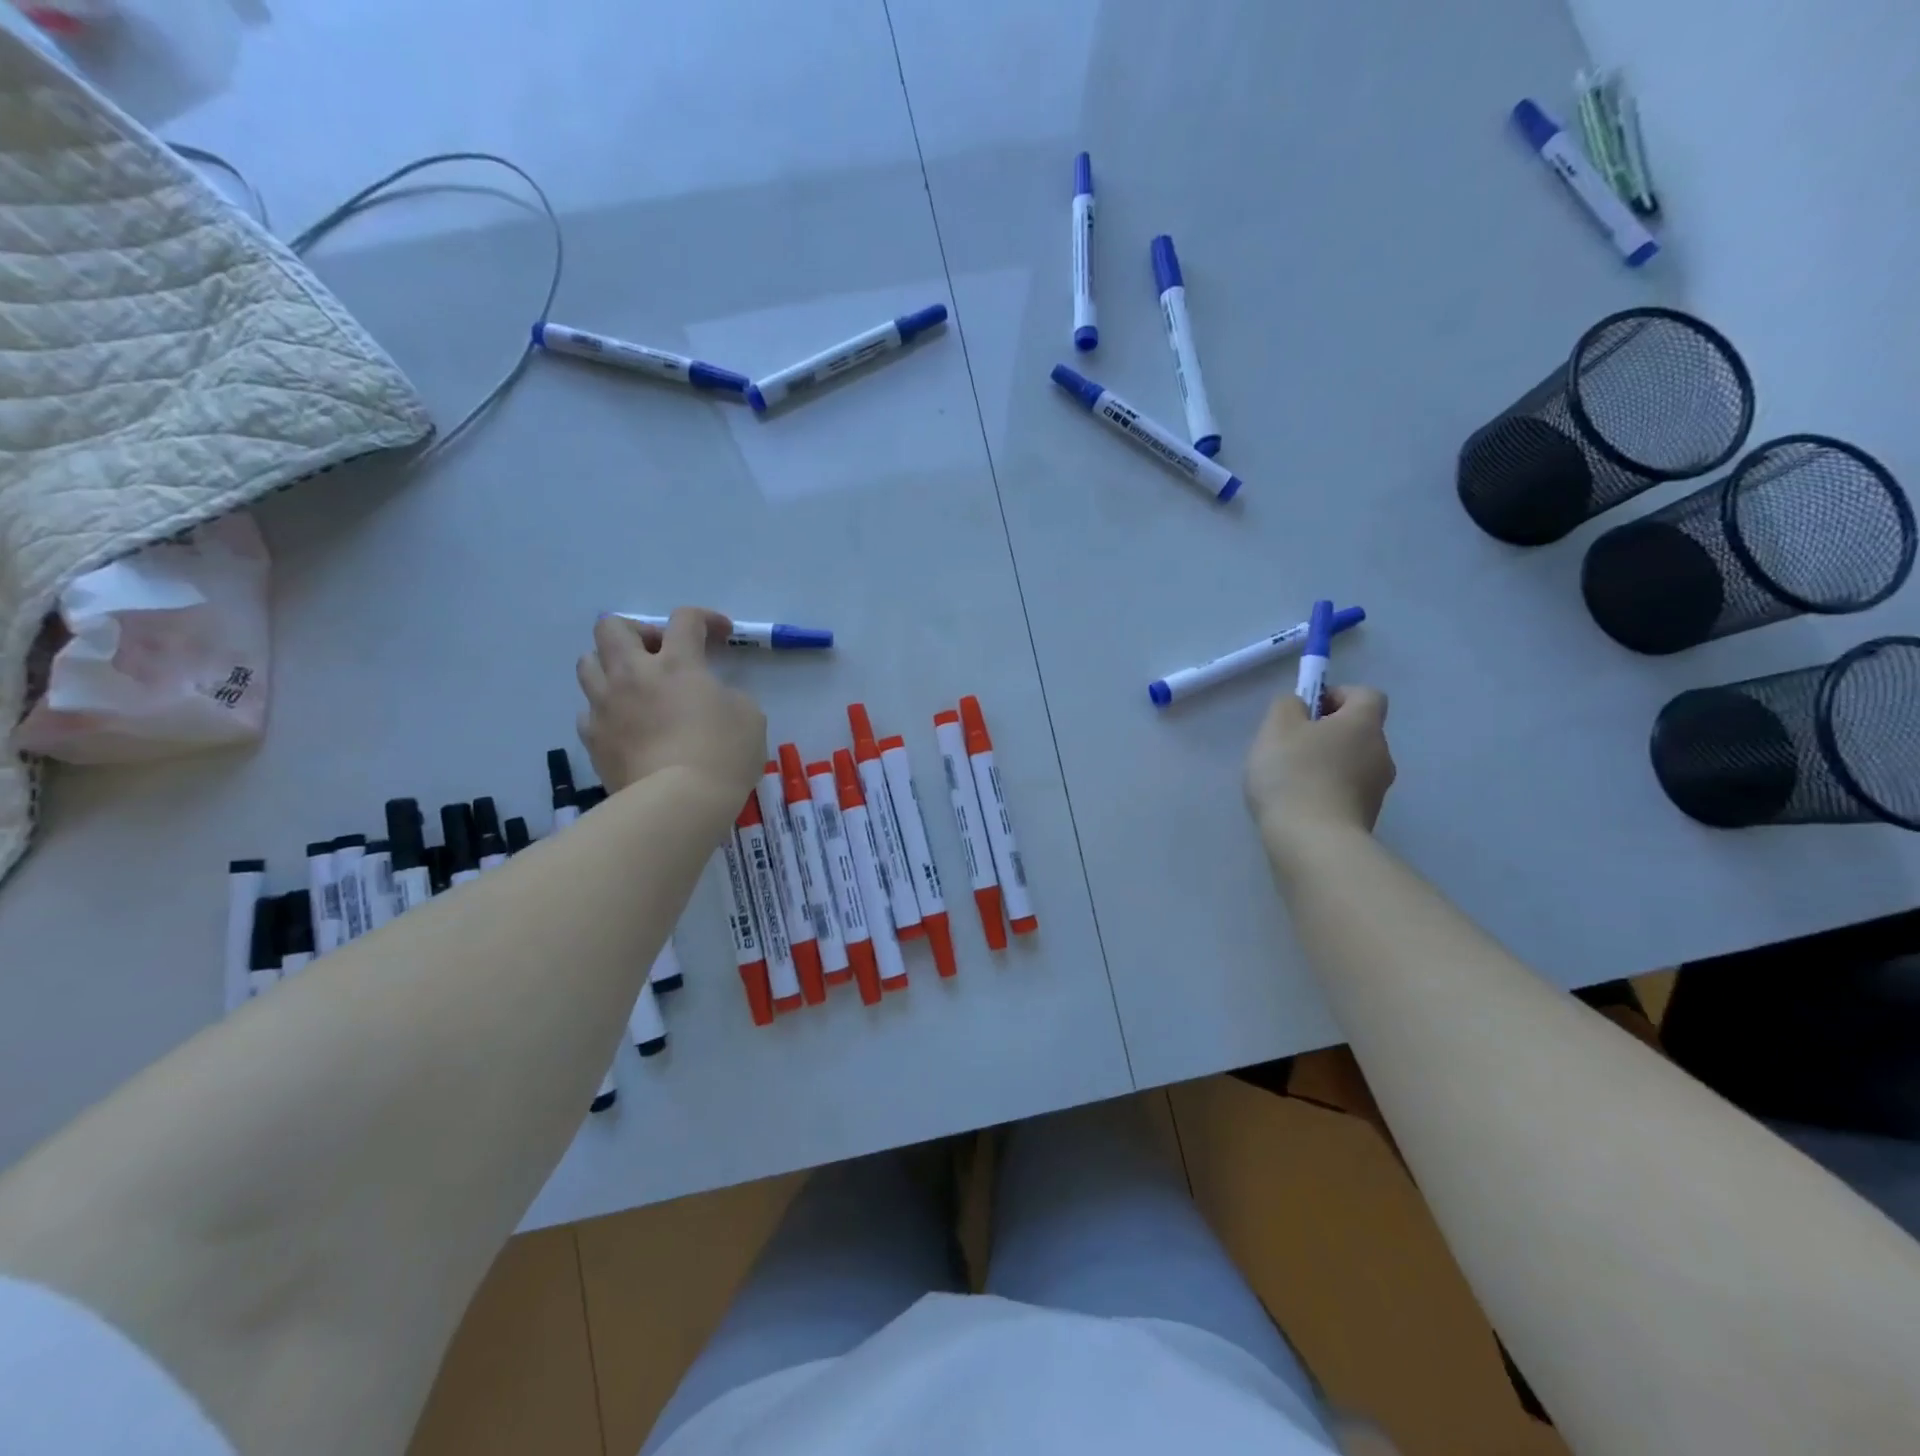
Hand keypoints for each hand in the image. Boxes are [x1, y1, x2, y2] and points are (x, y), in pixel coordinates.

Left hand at [576, 609, 766, 800]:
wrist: (678, 802)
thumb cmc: (723, 754)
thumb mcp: (749, 716)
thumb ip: (727, 695)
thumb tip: (712, 698)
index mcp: (677, 663)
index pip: (685, 619)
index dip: (705, 618)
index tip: (721, 634)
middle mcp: (633, 674)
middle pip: (613, 627)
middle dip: (638, 631)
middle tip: (661, 653)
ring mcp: (605, 706)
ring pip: (587, 663)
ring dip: (610, 665)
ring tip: (634, 685)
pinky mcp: (592, 739)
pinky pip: (588, 711)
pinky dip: (605, 710)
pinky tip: (625, 724)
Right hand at [1245, 685, 1395, 849]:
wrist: (1313, 842)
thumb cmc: (1294, 775)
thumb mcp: (1277, 727)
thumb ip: (1287, 705)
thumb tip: (1300, 706)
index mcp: (1364, 724)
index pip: (1366, 695)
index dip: (1337, 695)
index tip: (1307, 711)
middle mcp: (1381, 753)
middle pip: (1358, 731)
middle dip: (1327, 733)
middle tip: (1290, 746)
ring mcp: (1377, 789)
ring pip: (1351, 763)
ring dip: (1326, 765)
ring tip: (1289, 781)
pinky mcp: (1366, 818)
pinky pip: (1346, 792)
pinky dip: (1325, 792)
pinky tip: (1298, 805)